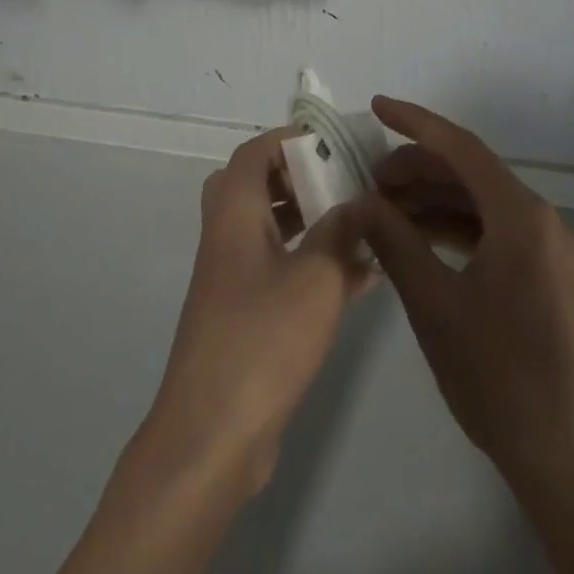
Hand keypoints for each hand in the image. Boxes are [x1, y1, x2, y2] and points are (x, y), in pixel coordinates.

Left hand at [149, 126, 369, 493]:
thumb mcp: (315, 278)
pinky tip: (360, 276)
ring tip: (358, 225)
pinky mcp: (244, 314)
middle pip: (257, 186)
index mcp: (234, 213)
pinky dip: (312, 263)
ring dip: (310, 221)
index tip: (332, 145)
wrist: (213, 433)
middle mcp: (227, 236)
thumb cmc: (263, 339)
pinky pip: (279, 269)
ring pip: (269, 228)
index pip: (254, 153)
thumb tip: (359, 203)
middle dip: (300, 178)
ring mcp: (232, 277)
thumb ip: (340, 233)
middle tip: (341, 184)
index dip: (290, 141)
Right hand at [356, 98, 573, 573]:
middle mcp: (540, 220)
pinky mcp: (546, 276)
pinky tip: (418, 241)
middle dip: (416, 169)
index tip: (376, 106)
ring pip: (479, 203)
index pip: (460, 147)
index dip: (414, 122)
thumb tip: (361, 203)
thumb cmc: (501, 378)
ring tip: (383, 210)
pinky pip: (492, 232)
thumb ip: (395, 243)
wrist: (573, 464)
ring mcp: (547, 249)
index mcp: (521, 216)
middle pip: (469, 173)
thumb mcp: (435, 305)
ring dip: (432, 200)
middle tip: (368, 180)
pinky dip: (453, 228)